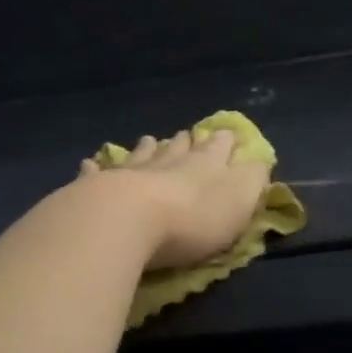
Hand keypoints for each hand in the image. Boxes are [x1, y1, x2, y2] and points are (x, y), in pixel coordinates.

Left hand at [77, 130, 269, 270]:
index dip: (223, 141)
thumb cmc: (192, 218)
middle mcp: (166, 161)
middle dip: (185, 142)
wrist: (127, 220)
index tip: (225, 132)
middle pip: (177, 148)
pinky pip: (97, 172)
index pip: (217, 147)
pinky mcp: (96, 187)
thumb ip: (251, 181)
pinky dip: (96, 167)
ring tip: (149, 140)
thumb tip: (259, 161)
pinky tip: (92, 162)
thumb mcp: (238, 201)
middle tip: (186, 135)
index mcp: (204, 164)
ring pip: (140, 155)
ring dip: (147, 148)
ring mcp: (128, 171)